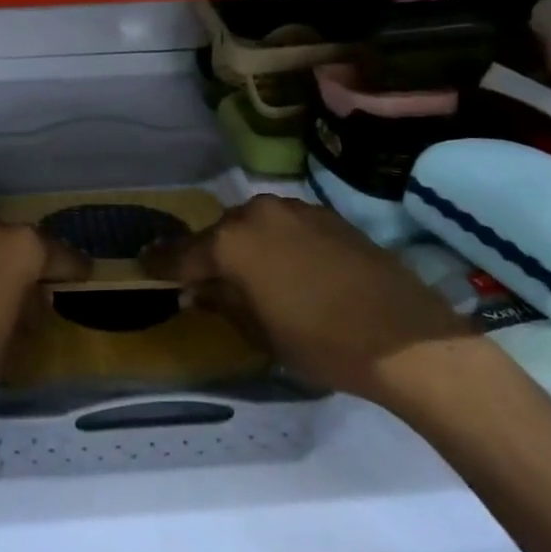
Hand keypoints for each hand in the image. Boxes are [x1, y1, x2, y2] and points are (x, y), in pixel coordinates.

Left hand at [0, 209, 88, 435]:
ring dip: (1, 261)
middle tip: (43, 286)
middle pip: (22, 241)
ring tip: (10, 292)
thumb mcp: (9, 348)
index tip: (85, 277)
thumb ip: (26, 315)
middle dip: (34, 261)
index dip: (73, 269)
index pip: (58, 254)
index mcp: (17, 247)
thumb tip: (31, 302)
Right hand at [142, 195, 475, 410]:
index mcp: (232, 242)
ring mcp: (295, 209)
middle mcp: (257, 213)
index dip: (162, 263)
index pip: (183, 253)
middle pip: (220, 233)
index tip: (145, 264)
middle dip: (208, 255)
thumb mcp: (260, 332)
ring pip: (253, 225)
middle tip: (202, 279)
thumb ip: (222, 303)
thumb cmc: (321, 342)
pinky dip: (276, 242)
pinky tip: (288, 268)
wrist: (405, 336)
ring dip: (245, 246)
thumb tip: (196, 291)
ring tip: (249, 274)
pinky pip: (284, 225)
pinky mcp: (326, 216)